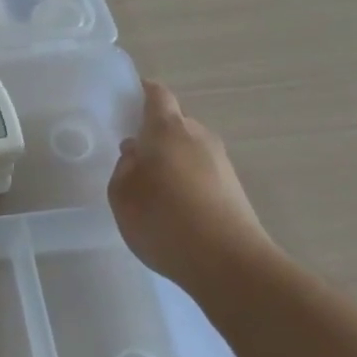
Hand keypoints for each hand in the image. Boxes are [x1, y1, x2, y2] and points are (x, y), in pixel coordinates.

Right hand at [109, 80, 271, 280]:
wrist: (230, 264)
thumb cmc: (165, 221)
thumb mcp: (122, 195)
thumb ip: (124, 168)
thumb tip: (136, 154)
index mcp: (168, 130)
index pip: (157, 95)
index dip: (141, 92)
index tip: (125, 100)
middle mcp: (199, 137)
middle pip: (174, 123)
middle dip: (153, 133)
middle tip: (131, 156)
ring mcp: (221, 163)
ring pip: (188, 149)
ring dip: (170, 160)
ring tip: (150, 188)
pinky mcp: (233, 189)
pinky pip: (201, 172)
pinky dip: (186, 180)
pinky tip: (173, 208)